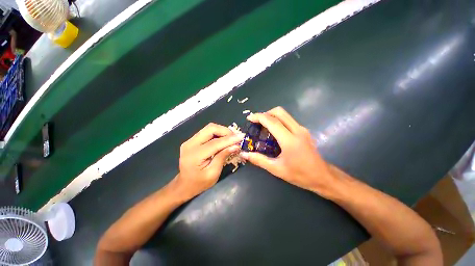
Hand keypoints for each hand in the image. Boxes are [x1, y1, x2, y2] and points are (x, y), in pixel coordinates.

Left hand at [176, 123, 244, 198]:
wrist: (184, 185)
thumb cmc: (199, 183)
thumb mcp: (213, 173)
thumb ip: (223, 157)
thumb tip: (236, 146)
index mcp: (195, 155)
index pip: (215, 142)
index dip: (230, 139)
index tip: (242, 136)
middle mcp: (190, 144)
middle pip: (210, 128)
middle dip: (226, 131)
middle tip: (236, 137)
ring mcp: (190, 140)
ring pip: (209, 128)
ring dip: (222, 131)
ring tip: (232, 138)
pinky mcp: (192, 140)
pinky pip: (207, 132)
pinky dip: (218, 133)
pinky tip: (224, 139)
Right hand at [240, 107, 334, 195]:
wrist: (322, 176)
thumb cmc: (299, 174)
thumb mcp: (276, 169)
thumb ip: (259, 160)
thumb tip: (244, 154)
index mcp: (289, 140)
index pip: (272, 122)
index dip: (259, 117)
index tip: (249, 118)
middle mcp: (297, 130)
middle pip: (279, 112)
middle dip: (265, 113)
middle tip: (256, 122)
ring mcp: (302, 129)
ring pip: (285, 114)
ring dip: (272, 116)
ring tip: (262, 126)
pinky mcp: (303, 131)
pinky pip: (288, 120)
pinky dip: (278, 120)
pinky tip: (273, 131)